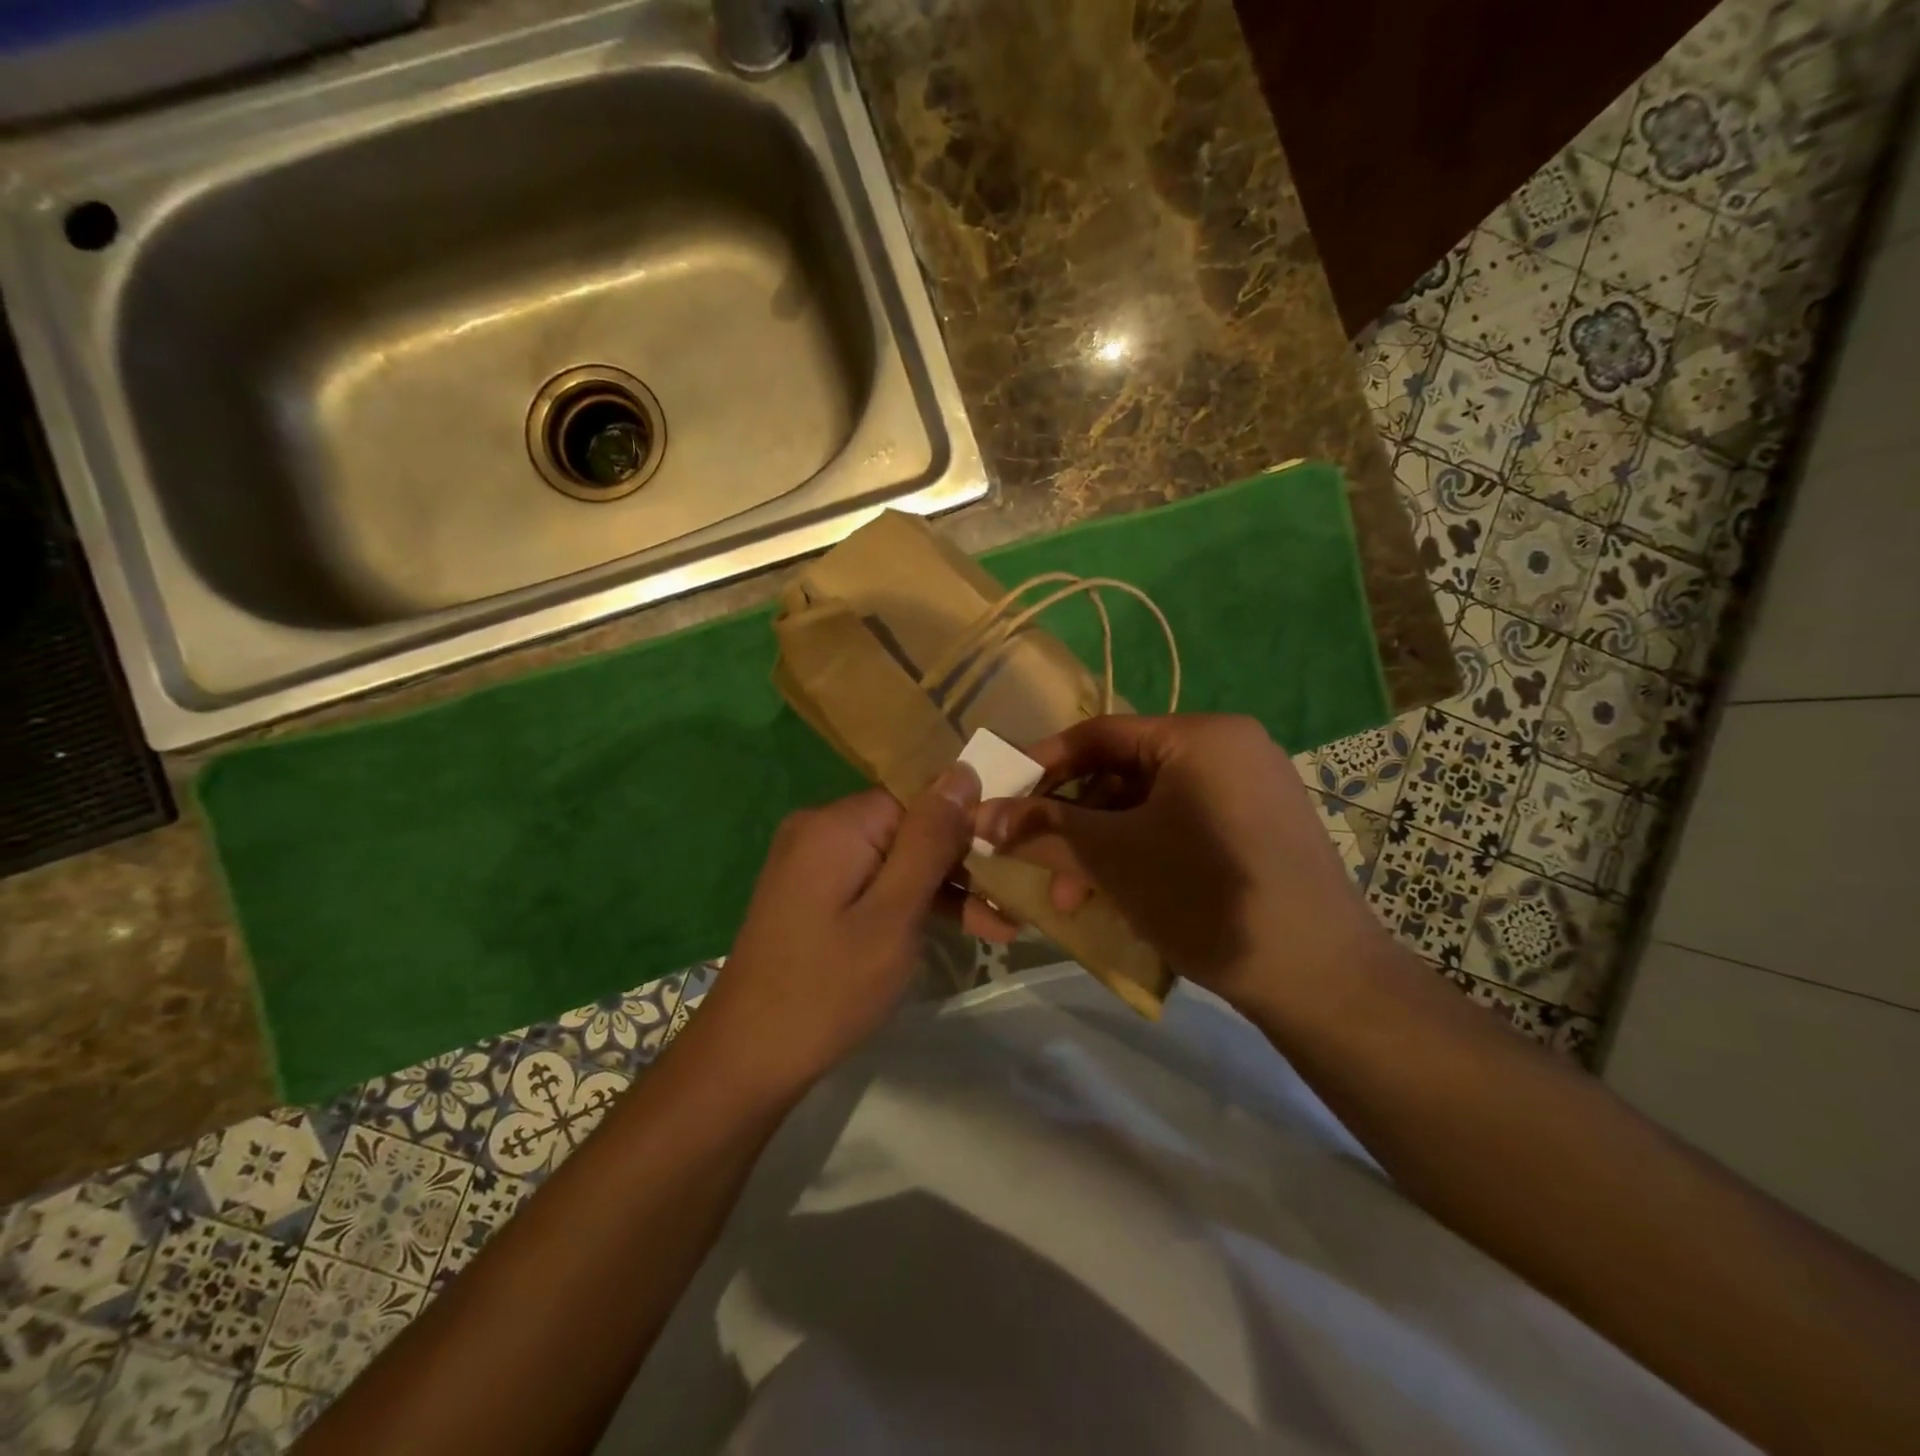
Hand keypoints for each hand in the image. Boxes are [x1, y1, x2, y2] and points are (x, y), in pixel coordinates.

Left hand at [691, 767, 982, 1093]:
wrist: (747, 1058)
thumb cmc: (830, 988)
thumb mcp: (894, 914)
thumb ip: (929, 841)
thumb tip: (962, 772)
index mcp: (838, 823)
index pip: (919, 797)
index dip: (966, 825)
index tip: (1009, 859)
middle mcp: (821, 829)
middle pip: (909, 826)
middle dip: (960, 863)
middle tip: (1011, 902)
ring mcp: (813, 861)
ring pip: (895, 858)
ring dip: (942, 889)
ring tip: (1001, 926)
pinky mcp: (813, 892)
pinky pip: (873, 882)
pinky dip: (908, 903)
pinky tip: (955, 928)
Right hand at [973, 714, 1395, 1017]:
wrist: (1320, 976)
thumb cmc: (1204, 896)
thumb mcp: (1113, 857)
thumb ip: (1045, 828)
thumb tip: (981, 814)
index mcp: (1200, 735)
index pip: (1100, 734)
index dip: (1043, 764)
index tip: (1002, 797)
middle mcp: (1229, 748)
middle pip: (1124, 773)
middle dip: (1075, 823)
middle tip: (1041, 865)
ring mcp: (1250, 789)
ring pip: (1151, 806)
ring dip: (1105, 847)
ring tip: (1076, 899)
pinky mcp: (1259, 829)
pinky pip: (1182, 826)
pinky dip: (1143, 854)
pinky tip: (1122, 896)